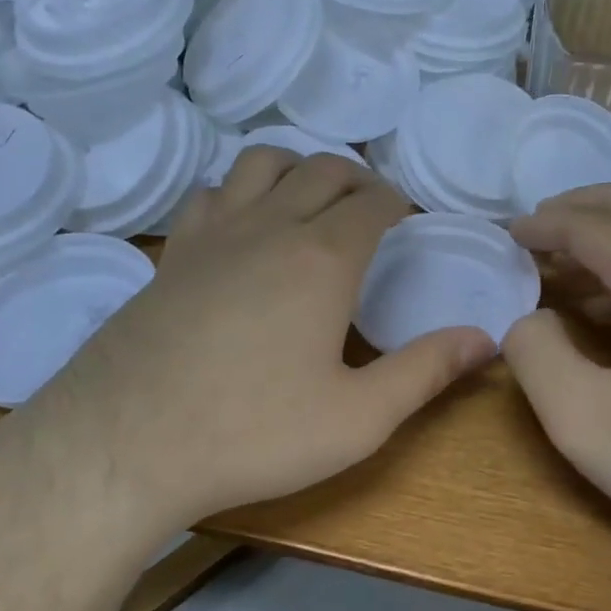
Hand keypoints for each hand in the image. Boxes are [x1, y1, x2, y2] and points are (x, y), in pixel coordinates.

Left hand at [22, 149, 494, 537]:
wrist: (124, 446)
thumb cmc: (252, 434)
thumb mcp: (358, 418)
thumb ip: (425, 372)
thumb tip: (486, 339)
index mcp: (322, 259)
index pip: (371, 203)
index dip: (397, 203)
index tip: (408, 220)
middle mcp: (269, 228)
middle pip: (321, 169)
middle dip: (356, 178)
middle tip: (372, 208)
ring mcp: (212, 236)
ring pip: (260, 164)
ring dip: (297, 168)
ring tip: (311, 200)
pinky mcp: (171, 256)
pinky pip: (210, 194)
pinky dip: (237, 192)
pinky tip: (241, 228)